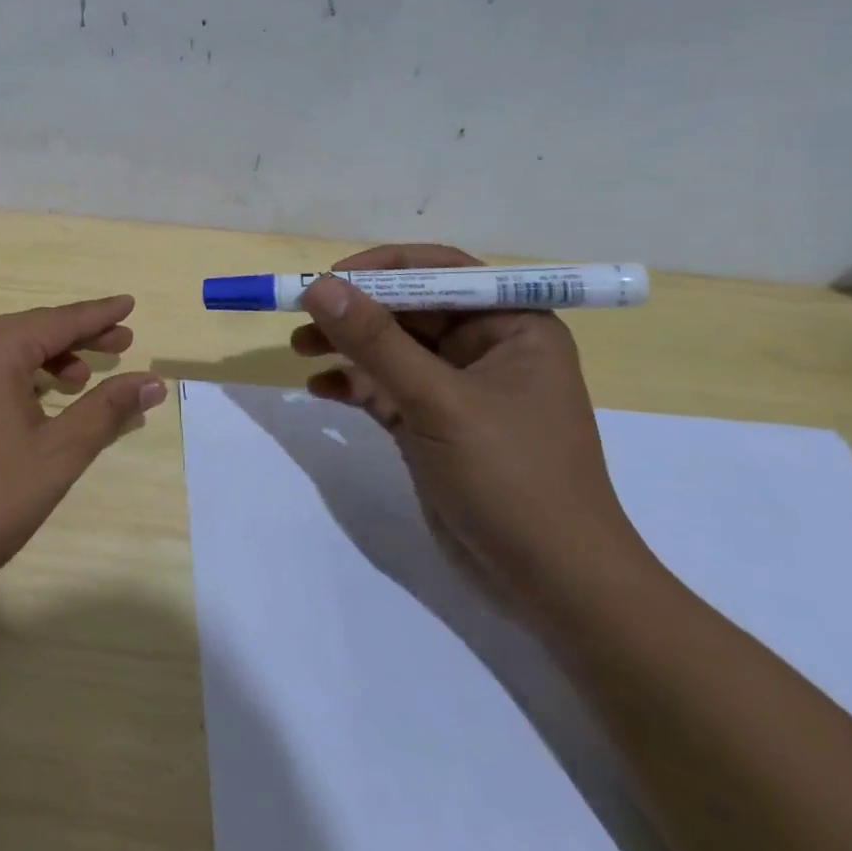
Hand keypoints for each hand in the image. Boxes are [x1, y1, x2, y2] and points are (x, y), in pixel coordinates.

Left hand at [0, 297, 166, 600]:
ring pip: (5, 349)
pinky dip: (16, 374)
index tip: (129, 304)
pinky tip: (37, 398)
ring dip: (46, 358)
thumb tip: (153, 381)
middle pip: (31, 330)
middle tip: (121, 345)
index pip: (58, 320)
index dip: (98, 315)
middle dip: (77, 338)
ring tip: (82, 380)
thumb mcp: (59, 453)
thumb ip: (107, 409)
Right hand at [292, 245, 648, 618]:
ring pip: (390, 348)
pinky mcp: (431, 423)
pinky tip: (320, 391)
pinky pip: (382, 387)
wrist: (551, 582)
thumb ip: (376, 341)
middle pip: (408, 308)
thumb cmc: (512, 477)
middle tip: (301, 315)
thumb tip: (318, 286)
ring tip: (300, 349)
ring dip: (345, 345)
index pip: (443, 272)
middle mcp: (485, 348)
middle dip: (355, 310)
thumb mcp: (439, 401)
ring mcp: (456, 388)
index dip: (384, 268)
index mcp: (513, 326)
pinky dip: (351, 384)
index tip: (330, 279)